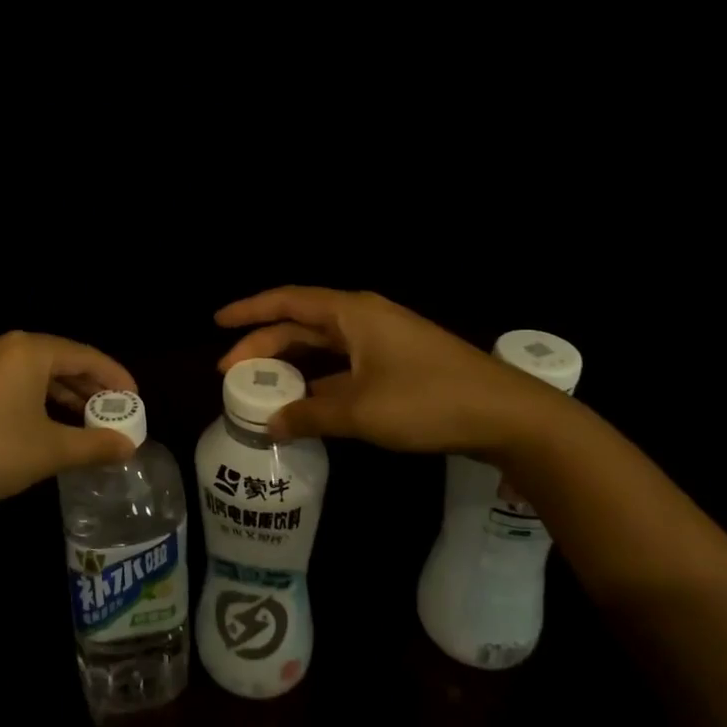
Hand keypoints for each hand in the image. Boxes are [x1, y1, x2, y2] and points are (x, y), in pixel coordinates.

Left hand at [0, 331, 138, 526]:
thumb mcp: (50, 450)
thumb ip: (95, 444)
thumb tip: (129, 447)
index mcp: (27, 349)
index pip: (84, 355)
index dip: (115, 377)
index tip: (136, 400)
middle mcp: (2, 346)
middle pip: (59, 360)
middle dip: (90, 387)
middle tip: (115, 413)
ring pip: (34, 373)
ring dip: (64, 395)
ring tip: (88, 422)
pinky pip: (12, 383)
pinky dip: (37, 400)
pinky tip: (50, 425)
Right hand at [216, 287, 569, 455]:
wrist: (509, 415)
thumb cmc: (429, 401)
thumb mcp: (361, 412)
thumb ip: (310, 416)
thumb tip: (269, 424)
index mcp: (352, 314)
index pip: (287, 301)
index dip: (249, 311)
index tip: (217, 323)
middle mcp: (363, 319)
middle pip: (301, 324)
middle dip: (263, 345)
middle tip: (230, 371)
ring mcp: (382, 341)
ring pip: (322, 346)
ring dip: (291, 364)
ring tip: (259, 386)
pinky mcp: (397, 364)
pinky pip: (342, 365)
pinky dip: (318, 380)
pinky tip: (304, 402)